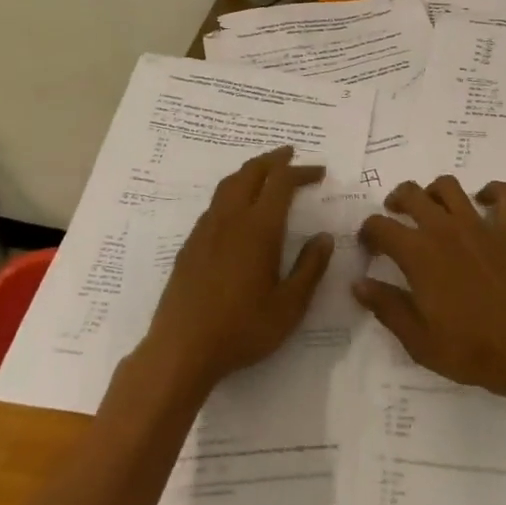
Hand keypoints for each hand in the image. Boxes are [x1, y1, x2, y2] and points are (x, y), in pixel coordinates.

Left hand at [141, 147, 332, 394]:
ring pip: (228, 184)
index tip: (319, 171)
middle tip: (290, 155)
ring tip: (265, 173)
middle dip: (273, 160)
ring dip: (250, 171)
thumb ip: (310, 268)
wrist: (181, 349)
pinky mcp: (190, 244)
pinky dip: (233, 191)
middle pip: (251, 172)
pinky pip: (215, 204)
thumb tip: (324, 237)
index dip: (301, 171)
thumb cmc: (242, 329)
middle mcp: (230, 219)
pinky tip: (238, 210)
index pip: (281, 183)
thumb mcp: (290, 306)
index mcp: (258, 228)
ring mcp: (205, 229)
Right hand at [355, 178, 505, 394]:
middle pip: (411, 193)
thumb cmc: (470, 348)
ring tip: (430, 208)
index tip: (368, 249)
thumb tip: (359, 283)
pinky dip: (492, 191)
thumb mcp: (418, 339)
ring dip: (434, 191)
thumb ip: (386, 306)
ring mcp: (479, 226)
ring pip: (449, 186)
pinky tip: (482, 201)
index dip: (368, 233)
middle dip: (395, 201)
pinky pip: (504, 195)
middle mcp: (444, 229)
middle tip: (394, 219)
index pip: (380, 226)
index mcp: (418, 253)